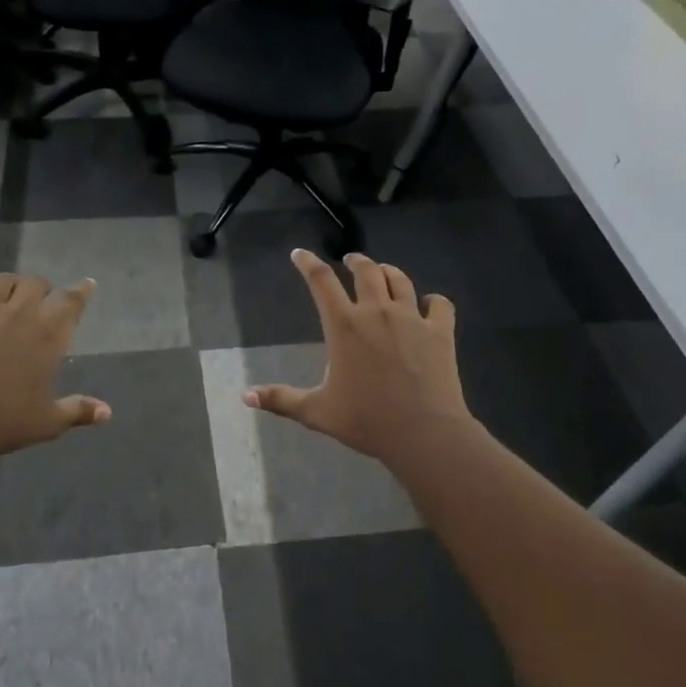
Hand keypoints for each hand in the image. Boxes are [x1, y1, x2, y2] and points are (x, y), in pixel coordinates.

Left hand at [0, 271, 110, 461]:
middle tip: (40, 299)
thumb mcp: (50, 422)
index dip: (81, 291)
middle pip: (35, 283)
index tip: (87, 284)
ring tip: (5, 290)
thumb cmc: (8, 423)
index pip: (71, 302)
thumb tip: (107, 413)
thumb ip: (79, 410)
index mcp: (48, 337)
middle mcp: (18, 316)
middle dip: (41, 287)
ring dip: (6, 282)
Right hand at [246, 250, 473, 464]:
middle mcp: (377, 311)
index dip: (308, 262)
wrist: (423, 432)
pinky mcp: (440, 330)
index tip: (300, 254)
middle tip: (349, 261)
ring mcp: (412, 318)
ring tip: (383, 273)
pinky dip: (432, 300)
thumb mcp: (317, 412)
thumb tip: (245, 396)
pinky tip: (428, 304)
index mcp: (344, 326)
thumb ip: (281, 399)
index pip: (321, 280)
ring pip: (400, 280)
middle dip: (354, 261)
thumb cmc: (366, 420)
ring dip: (388, 272)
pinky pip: (439, 303)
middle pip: (365, 270)